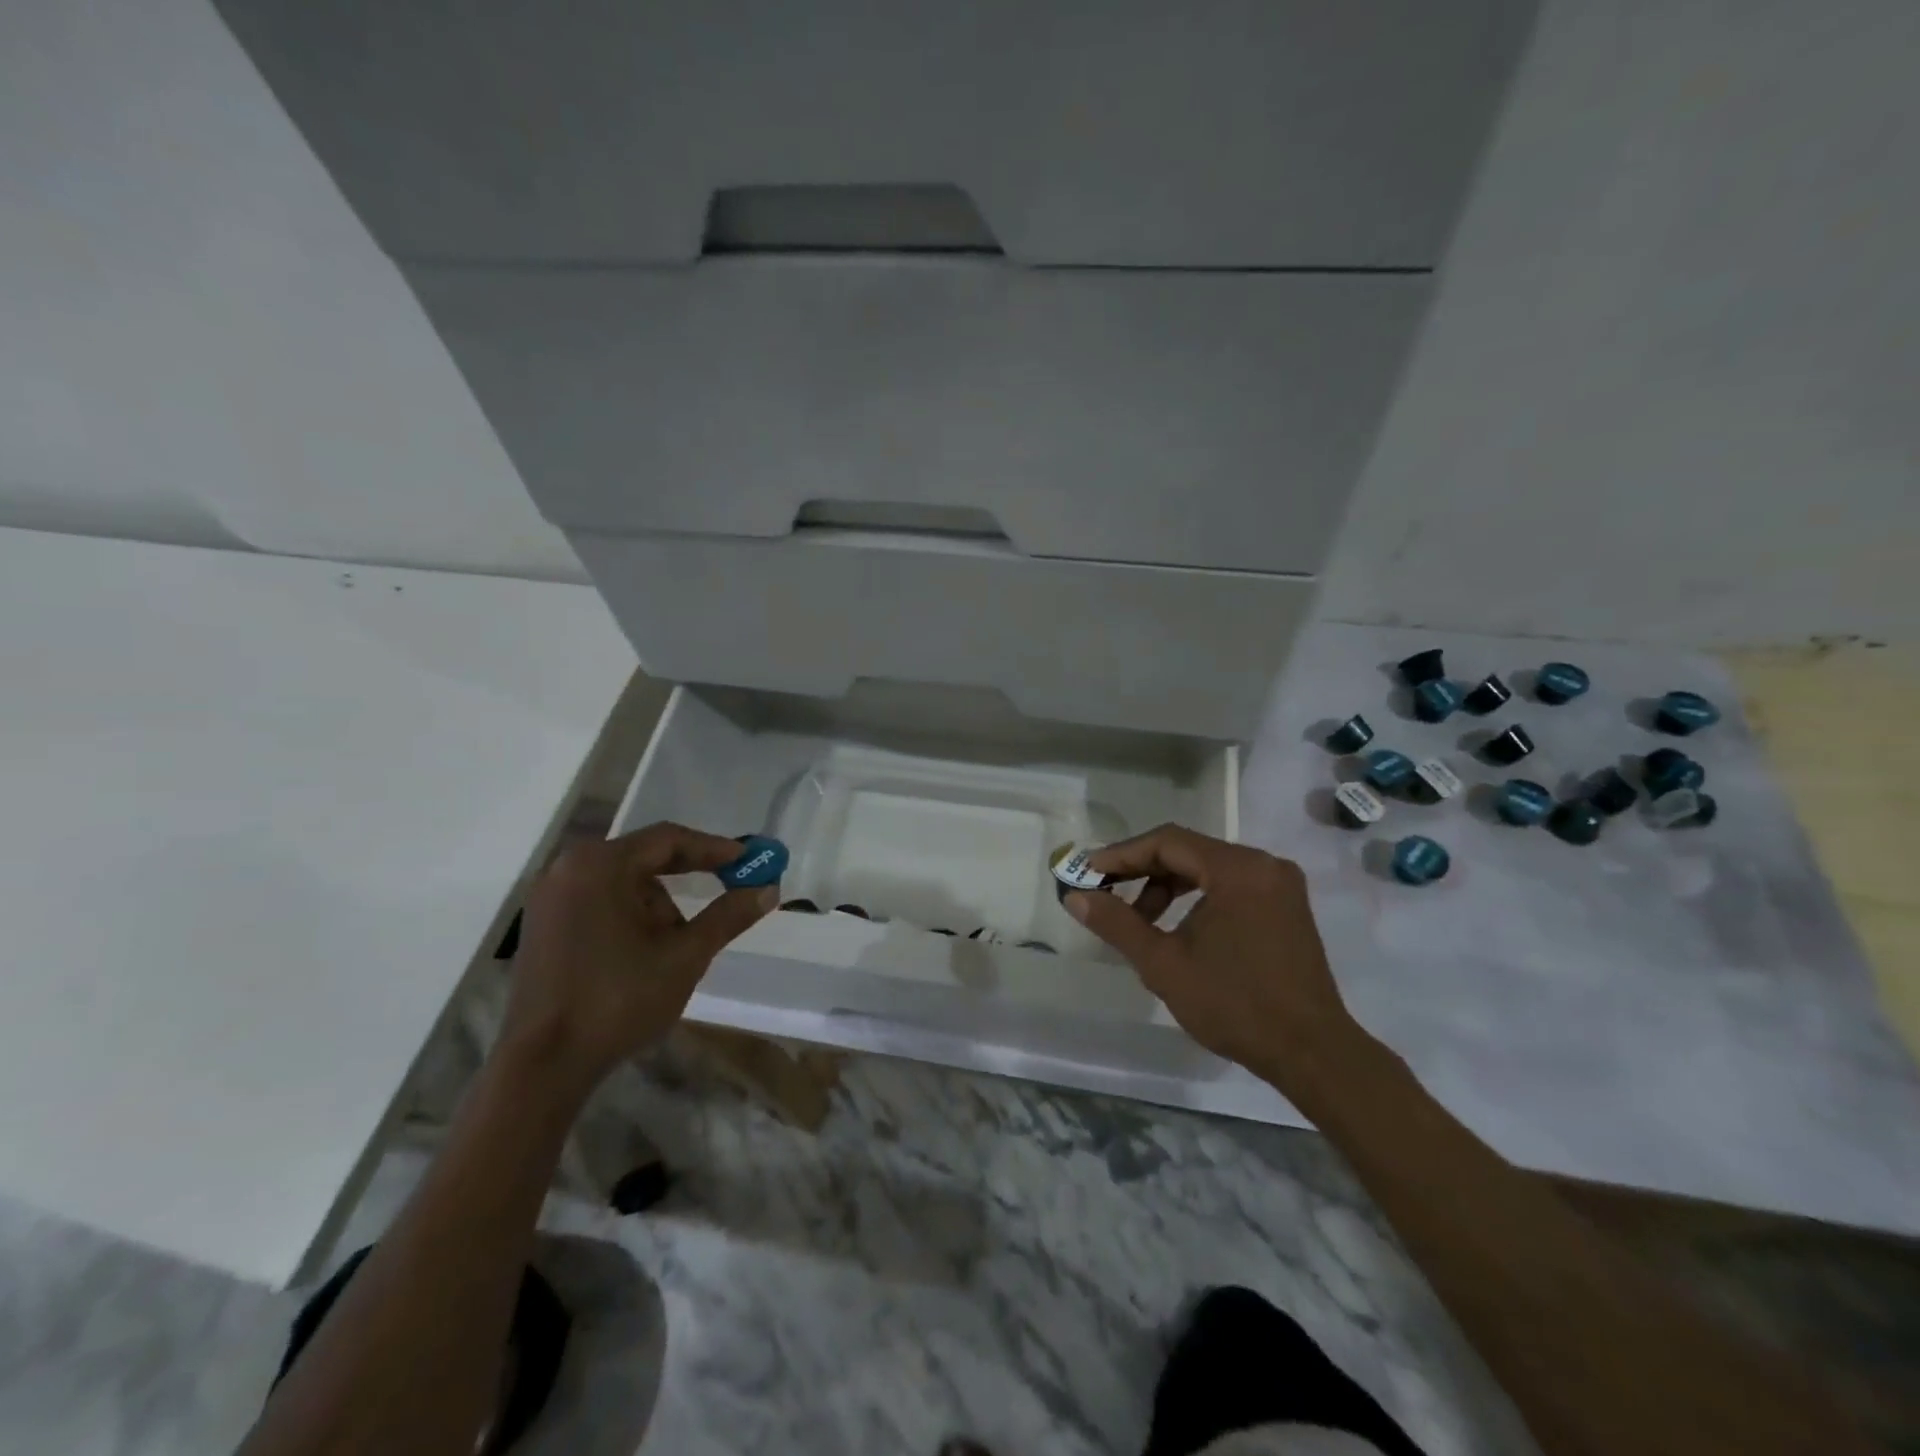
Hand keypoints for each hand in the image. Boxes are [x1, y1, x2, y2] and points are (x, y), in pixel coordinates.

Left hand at [500, 822, 777, 1089]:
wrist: (543, 1066)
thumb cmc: (618, 1000)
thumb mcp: (685, 955)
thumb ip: (728, 916)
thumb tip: (768, 888)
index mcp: (601, 866)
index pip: (668, 840)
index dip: (714, 849)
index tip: (750, 859)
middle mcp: (569, 869)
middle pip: (644, 857)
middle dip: (688, 876)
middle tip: (729, 887)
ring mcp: (550, 898)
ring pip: (623, 883)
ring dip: (658, 905)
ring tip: (677, 946)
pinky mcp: (542, 926)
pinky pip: (600, 902)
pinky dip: (631, 916)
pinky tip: (645, 952)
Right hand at [1064, 825, 1359, 1091]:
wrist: (1312, 1052)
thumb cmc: (1234, 1005)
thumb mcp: (1164, 964)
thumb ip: (1117, 923)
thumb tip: (1076, 897)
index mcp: (1237, 870)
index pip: (1167, 842)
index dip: (1121, 854)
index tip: (1087, 872)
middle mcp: (1263, 864)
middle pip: (1188, 850)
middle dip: (1142, 870)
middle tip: (1106, 892)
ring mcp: (1279, 884)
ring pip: (1208, 867)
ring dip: (1168, 885)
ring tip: (1140, 918)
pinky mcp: (1286, 905)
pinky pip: (1230, 884)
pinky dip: (1197, 896)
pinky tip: (1178, 925)